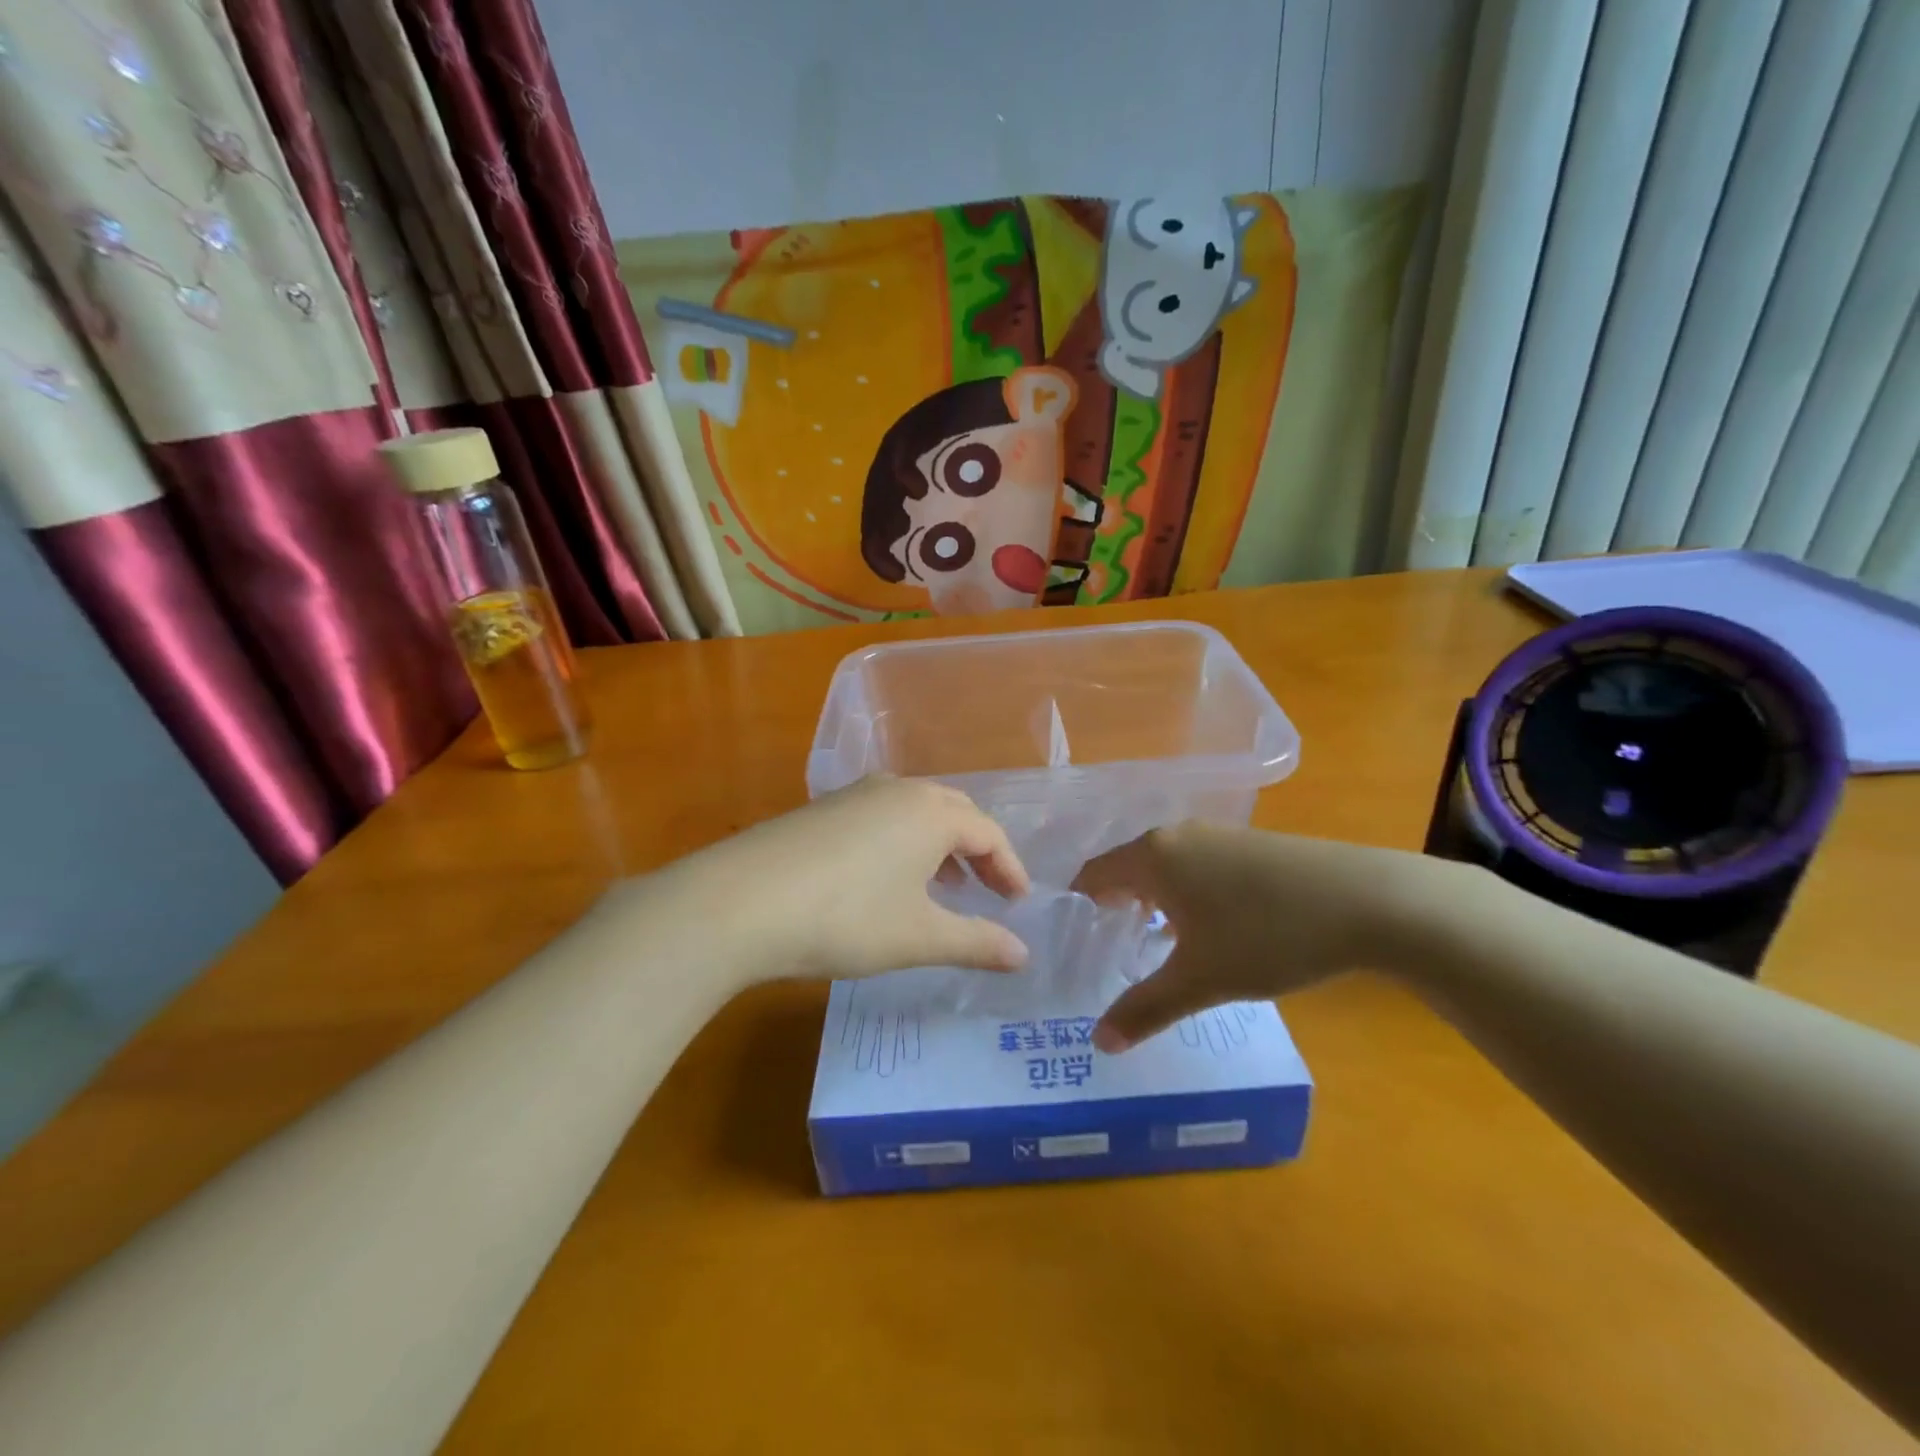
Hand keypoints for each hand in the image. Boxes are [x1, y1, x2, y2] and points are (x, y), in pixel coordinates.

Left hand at [661, 777, 1031, 983]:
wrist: (739, 902)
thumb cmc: (846, 918)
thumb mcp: (918, 937)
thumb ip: (976, 942)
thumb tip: (1023, 954)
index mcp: (930, 812)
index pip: (988, 833)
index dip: (1009, 868)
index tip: (1018, 902)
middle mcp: (897, 790)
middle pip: (954, 812)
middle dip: (977, 851)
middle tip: (988, 891)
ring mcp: (853, 795)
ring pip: (914, 812)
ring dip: (939, 846)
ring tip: (942, 887)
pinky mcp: (820, 810)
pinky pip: (880, 817)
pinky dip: (902, 843)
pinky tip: (885, 879)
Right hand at [1072, 823, 1456, 1050]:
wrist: (1368, 901)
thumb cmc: (1267, 935)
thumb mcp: (1201, 980)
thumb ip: (1144, 1009)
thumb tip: (1099, 1043)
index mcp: (1153, 856)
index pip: (1095, 873)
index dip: (1080, 906)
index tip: (1075, 941)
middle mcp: (1178, 835)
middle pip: (1128, 867)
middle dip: (1115, 906)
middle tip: (1109, 950)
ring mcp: (1218, 835)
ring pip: (1166, 866)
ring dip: (1153, 901)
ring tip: (1153, 944)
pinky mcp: (1251, 844)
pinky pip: (1197, 866)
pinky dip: (1186, 894)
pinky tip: (1207, 928)